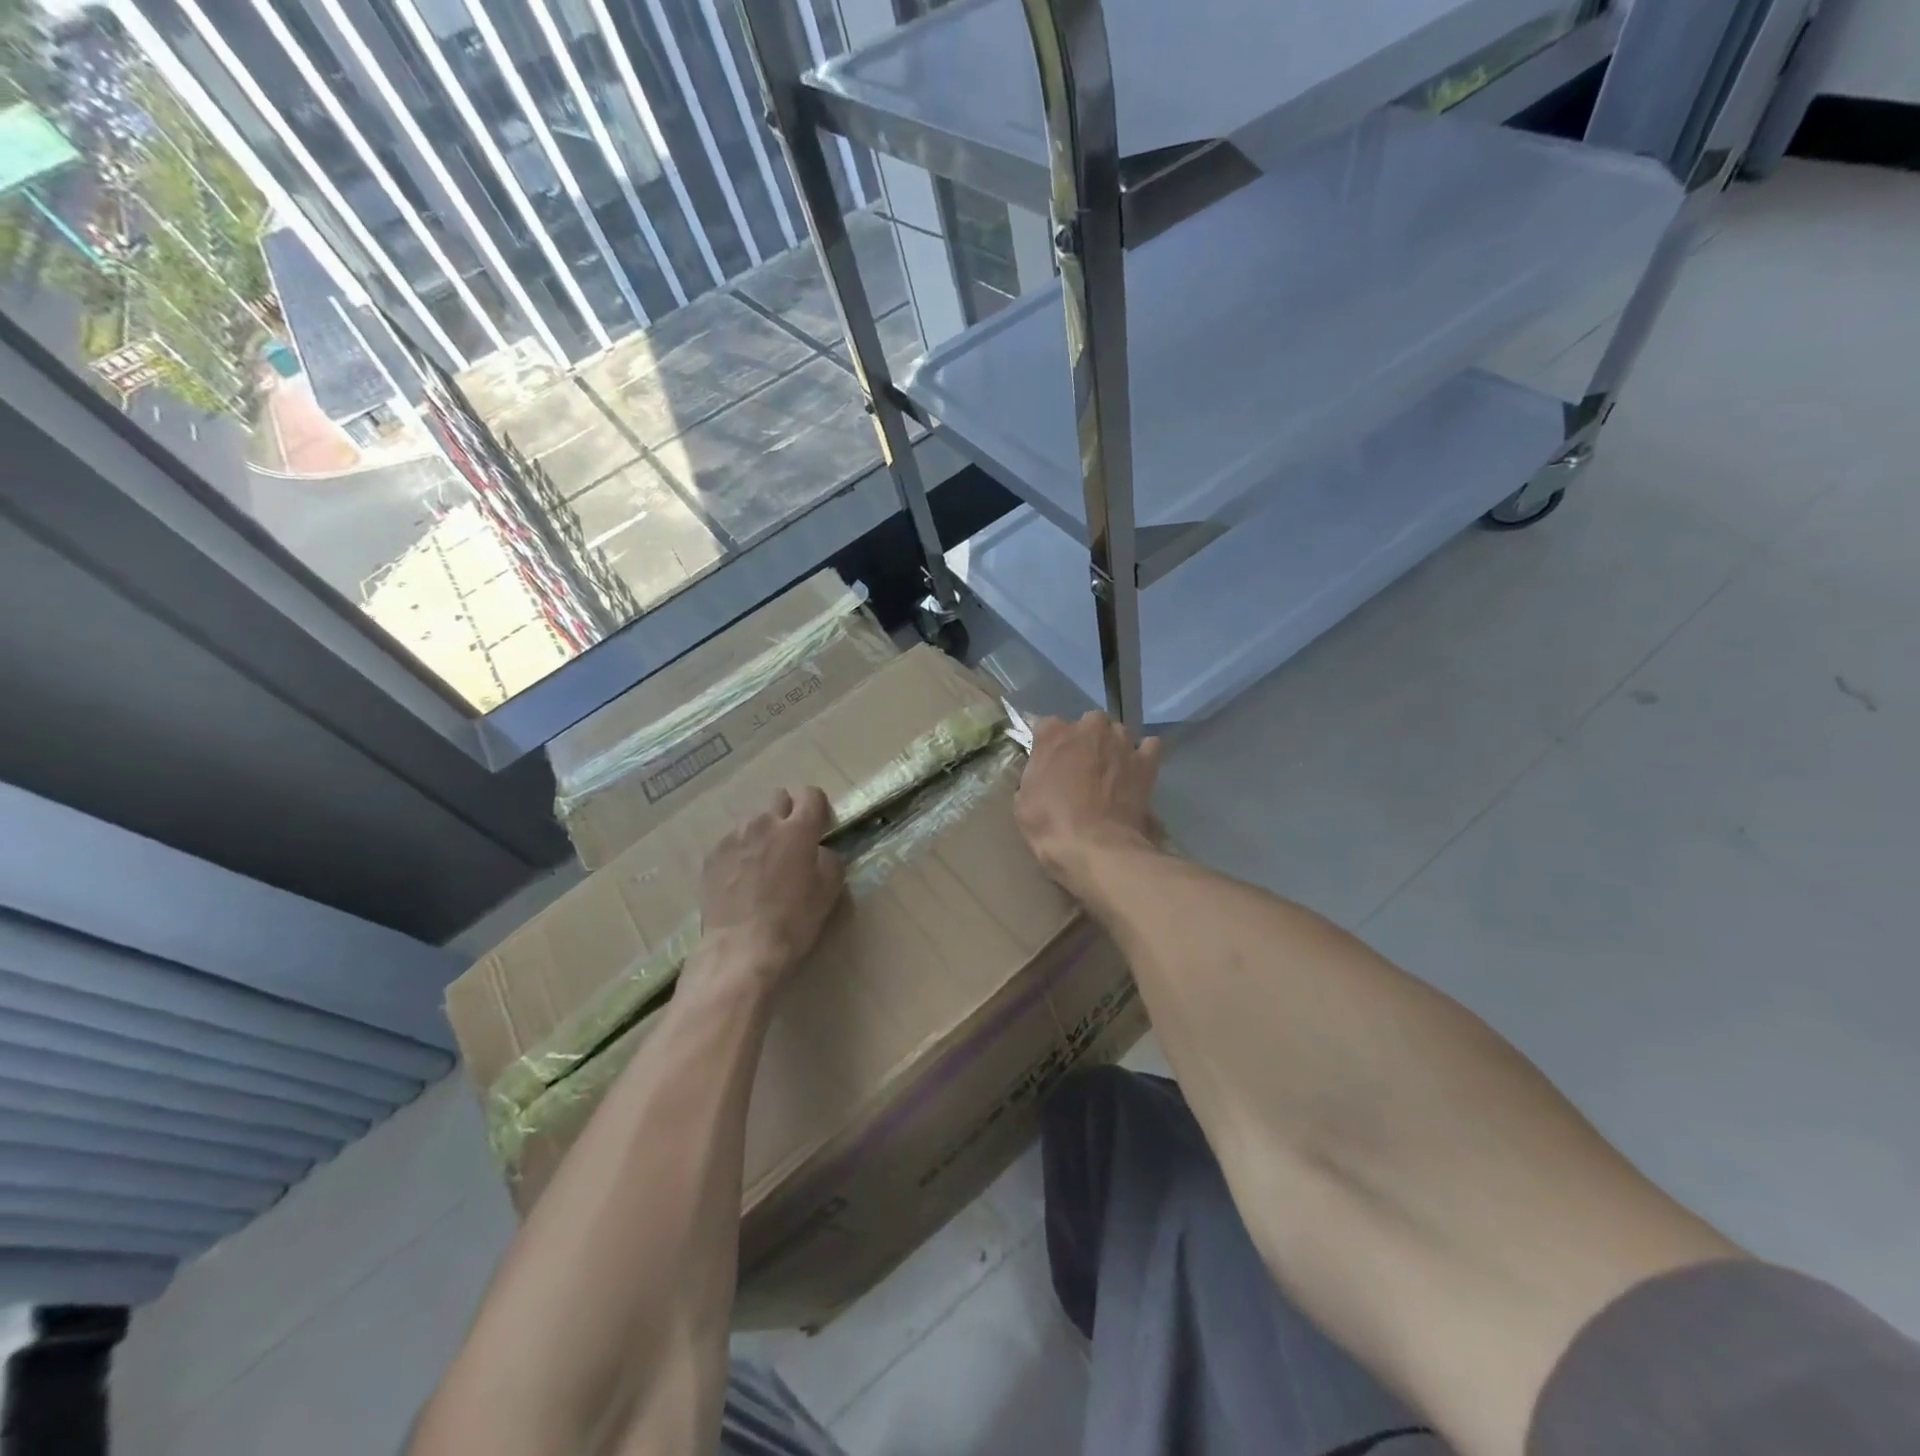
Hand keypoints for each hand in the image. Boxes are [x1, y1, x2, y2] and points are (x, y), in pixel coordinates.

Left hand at [697, 787, 844, 990]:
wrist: (741, 948)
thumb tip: (817, 850)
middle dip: (788, 812)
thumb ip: (828, 858)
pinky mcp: (712, 855)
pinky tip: (741, 880)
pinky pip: (732, 842)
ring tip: (762, 866)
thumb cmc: (793, 920)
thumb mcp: (829, 890)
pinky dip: (740, 852)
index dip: (817, 806)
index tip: (819, 825)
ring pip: (753, 821)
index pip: (810, 794)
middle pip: (779, 798)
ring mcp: (733, 837)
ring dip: (762, 834)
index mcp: (797, 829)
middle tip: (791, 843)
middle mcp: (763, 823)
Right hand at [1015, 712, 1162, 897]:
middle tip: (1082, 765)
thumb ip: (1035, 771)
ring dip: (1114, 745)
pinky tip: (1137, 769)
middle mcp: (1089, 729)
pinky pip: (1150, 746)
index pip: (1047, 725)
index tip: (1049, 760)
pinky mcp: (1146, 761)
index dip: (1049, 744)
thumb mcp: (1023, 799)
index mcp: (1054, 735)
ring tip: (1112, 769)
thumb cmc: (1051, 824)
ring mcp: (1121, 742)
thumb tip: (1044, 768)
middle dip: (1086, 738)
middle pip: (1088, 722)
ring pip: (1118, 731)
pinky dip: (1144, 754)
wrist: (1096, 847)